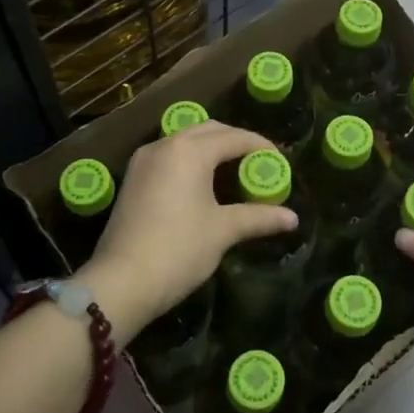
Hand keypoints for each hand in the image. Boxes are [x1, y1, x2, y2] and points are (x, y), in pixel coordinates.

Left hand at [78, 121, 296, 342]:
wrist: (121, 281)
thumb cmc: (178, 249)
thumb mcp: (223, 231)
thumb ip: (259, 218)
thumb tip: (292, 218)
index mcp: (190, 151)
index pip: (234, 137)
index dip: (261, 147)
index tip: (280, 162)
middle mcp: (165, 145)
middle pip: (209, 131)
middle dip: (236, 142)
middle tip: (259, 164)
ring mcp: (144, 160)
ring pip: (186, 141)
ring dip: (212, 149)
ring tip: (235, 172)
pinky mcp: (133, 178)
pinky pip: (170, 156)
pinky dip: (191, 160)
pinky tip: (204, 183)